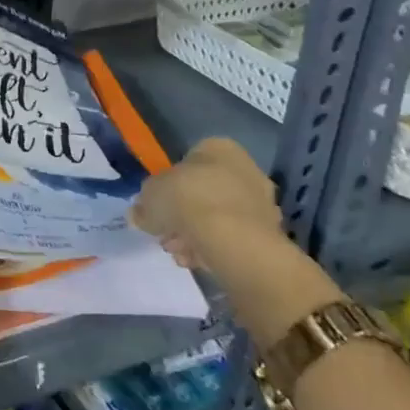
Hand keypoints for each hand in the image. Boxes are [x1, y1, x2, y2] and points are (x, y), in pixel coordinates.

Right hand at [129, 137, 282, 275]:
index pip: (189, 160)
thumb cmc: (187, 200)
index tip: (159, 204)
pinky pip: (232, 239)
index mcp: (219, 148)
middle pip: (205, 191)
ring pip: (218, 217)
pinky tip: (195, 261)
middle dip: (184, 213)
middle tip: (166, 231)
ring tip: (177, 251)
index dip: (170, 184)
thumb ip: (145, 202)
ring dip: (196, 233)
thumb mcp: (150, 195)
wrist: (232, 240)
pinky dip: (214, 248)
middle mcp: (246, 169)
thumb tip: (140, 213)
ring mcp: (262, 203)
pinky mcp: (269, 235)